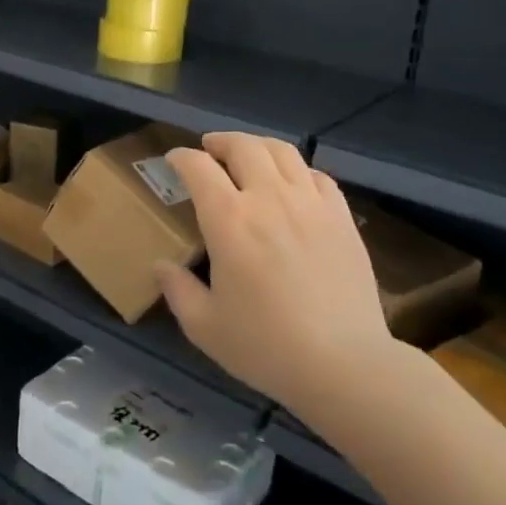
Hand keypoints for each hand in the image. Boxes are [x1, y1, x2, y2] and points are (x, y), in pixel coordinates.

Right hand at [156, 133, 400, 420]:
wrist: (344, 363)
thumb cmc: (266, 346)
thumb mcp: (205, 327)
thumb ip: (178, 290)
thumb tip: (161, 266)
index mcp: (229, 221)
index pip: (199, 168)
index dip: (182, 158)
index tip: (173, 161)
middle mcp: (269, 199)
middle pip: (243, 146)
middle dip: (221, 141)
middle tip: (210, 149)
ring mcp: (310, 204)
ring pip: (283, 152)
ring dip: (258, 146)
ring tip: (249, 155)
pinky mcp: (342, 217)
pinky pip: (317, 176)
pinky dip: (297, 170)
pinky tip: (293, 184)